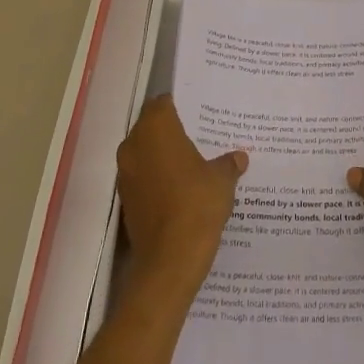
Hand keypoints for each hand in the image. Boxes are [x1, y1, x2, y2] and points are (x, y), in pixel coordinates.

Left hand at [118, 95, 247, 293]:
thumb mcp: (222, 180)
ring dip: (164, 155)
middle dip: (173, 130)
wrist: (169, 261)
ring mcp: (126, 174)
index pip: (163, 103)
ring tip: (194, 162)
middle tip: (201, 135)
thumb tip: (238, 157)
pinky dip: (158, 177)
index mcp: (156, 129)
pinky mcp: (125, 199)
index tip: (200, 111)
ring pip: (145, 152)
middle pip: (151, 126)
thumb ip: (228, 163)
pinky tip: (182, 188)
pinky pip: (143, 177)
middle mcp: (134, 145)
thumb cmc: (196, 205)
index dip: (181, 105)